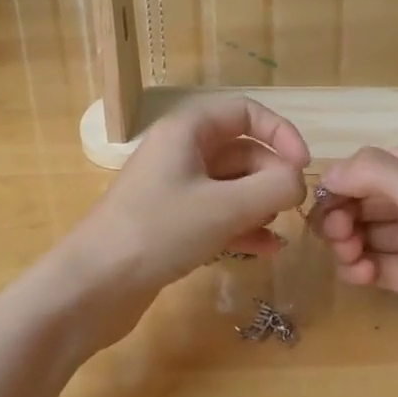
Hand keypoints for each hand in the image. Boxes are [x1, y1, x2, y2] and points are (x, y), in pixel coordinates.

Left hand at [62, 95, 308, 325]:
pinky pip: (216, 214)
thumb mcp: (225, 207)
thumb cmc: (158, 232)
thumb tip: (299, 182)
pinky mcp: (170, 224)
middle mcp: (178, 152)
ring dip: (259, 203)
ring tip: (278, 231)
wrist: (93, 285)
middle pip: (240, 150)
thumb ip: (273, 188)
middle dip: (271, 176)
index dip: (280, 132)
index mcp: (186, 130)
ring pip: (230, 185)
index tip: (304, 166)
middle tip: (292, 209)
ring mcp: (173, 189)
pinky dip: (241, 226)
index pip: (243, 111)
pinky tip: (265, 250)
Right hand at [315, 137, 397, 361]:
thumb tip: (325, 172)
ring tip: (349, 256)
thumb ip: (376, 174)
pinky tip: (359, 275)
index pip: (369, 166)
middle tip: (336, 234)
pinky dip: (359, 269)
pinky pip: (376, 266)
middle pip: (361, 199)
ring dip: (346, 241)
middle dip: (340, 213)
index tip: (320, 202)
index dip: (340, 181)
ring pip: (363, 232)